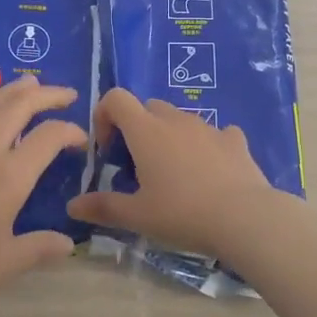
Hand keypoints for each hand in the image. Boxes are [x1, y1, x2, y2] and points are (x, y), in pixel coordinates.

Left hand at [0, 77, 86, 316]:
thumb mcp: (5, 262)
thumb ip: (41, 248)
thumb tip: (69, 244)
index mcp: (10, 175)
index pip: (49, 136)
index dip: (70, 131)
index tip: (82, 140)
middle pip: (20, 105)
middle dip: (47, 95)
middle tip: (66, 94)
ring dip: (12, 90)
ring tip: (30, 83)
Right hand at [66, 88, 283, 258]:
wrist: (244, 218)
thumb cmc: (182, 213)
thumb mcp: (137, 216)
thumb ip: (103, 207)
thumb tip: (72, 206)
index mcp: (146, 131)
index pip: (116, 98)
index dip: (105, 116)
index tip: (107, 149)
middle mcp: (175, 120)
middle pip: (148, 107)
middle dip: (138, 128)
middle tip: (138, 166)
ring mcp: (208, 127)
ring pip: (180, 119)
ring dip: (170, 136)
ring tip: (175, 174)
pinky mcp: (235, 140)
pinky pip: (215, 133)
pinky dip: (207, 145)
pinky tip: (211, 170)